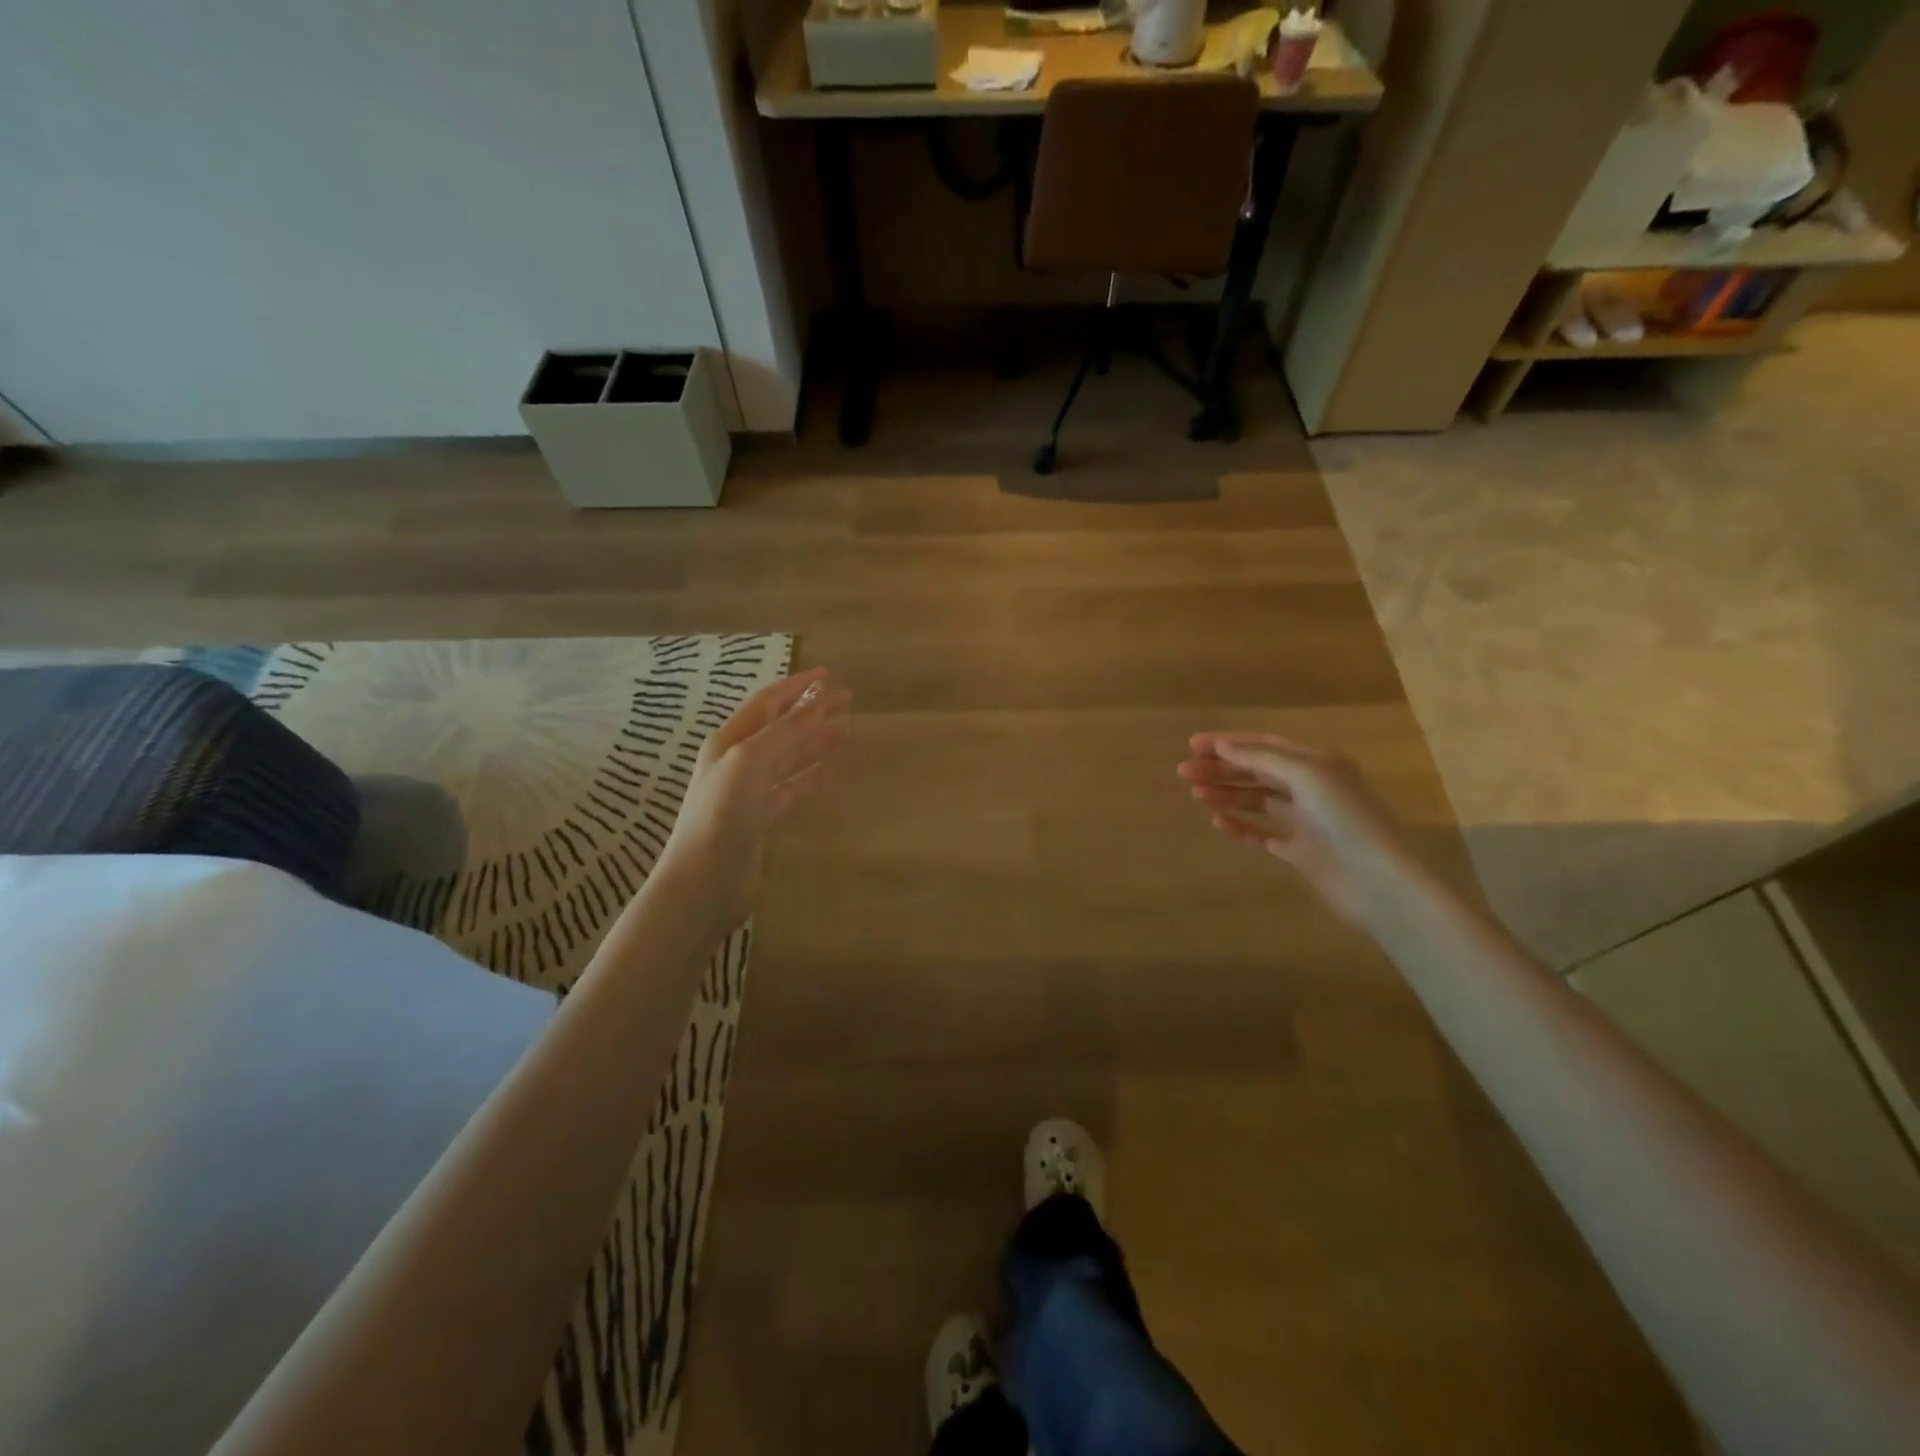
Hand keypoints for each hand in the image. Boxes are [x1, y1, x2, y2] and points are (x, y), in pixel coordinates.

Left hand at [655, 667, 851, 936]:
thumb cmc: (721, 814)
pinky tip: (827, 772)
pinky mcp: (760, 819)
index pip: (768, 703)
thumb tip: (818, 706)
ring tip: (846, 729)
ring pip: (789, 756)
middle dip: (812, 711)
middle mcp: (738, 761)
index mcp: (730, 740)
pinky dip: (810, 777)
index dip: (797, 687)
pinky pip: (790, 788)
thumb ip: (784, 733)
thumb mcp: (749, 761)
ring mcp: (749, 791)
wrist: (703, 880)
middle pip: (782, 727)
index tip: (828, 674)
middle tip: (847, 699)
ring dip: (816, 741)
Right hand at [1177, 732, 1424, 926]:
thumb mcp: (1307, 776)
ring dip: (1225, 794)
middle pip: (1256, 772)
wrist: (1379, 882)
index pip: (1264, 745)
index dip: (1228, 743)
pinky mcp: (1299, 851)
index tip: (1193, 745)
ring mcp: (1304, 821)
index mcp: (1316, 763)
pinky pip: (1262, 833)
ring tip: (1195, 793)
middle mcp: (1310, 788)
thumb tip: (1223, 747)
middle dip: (1220, 769)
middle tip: (1184, 772)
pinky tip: (1218, 821)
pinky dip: (1240, 826)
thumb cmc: (1346, 820)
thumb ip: (1263, 759)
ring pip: (1256, 801)